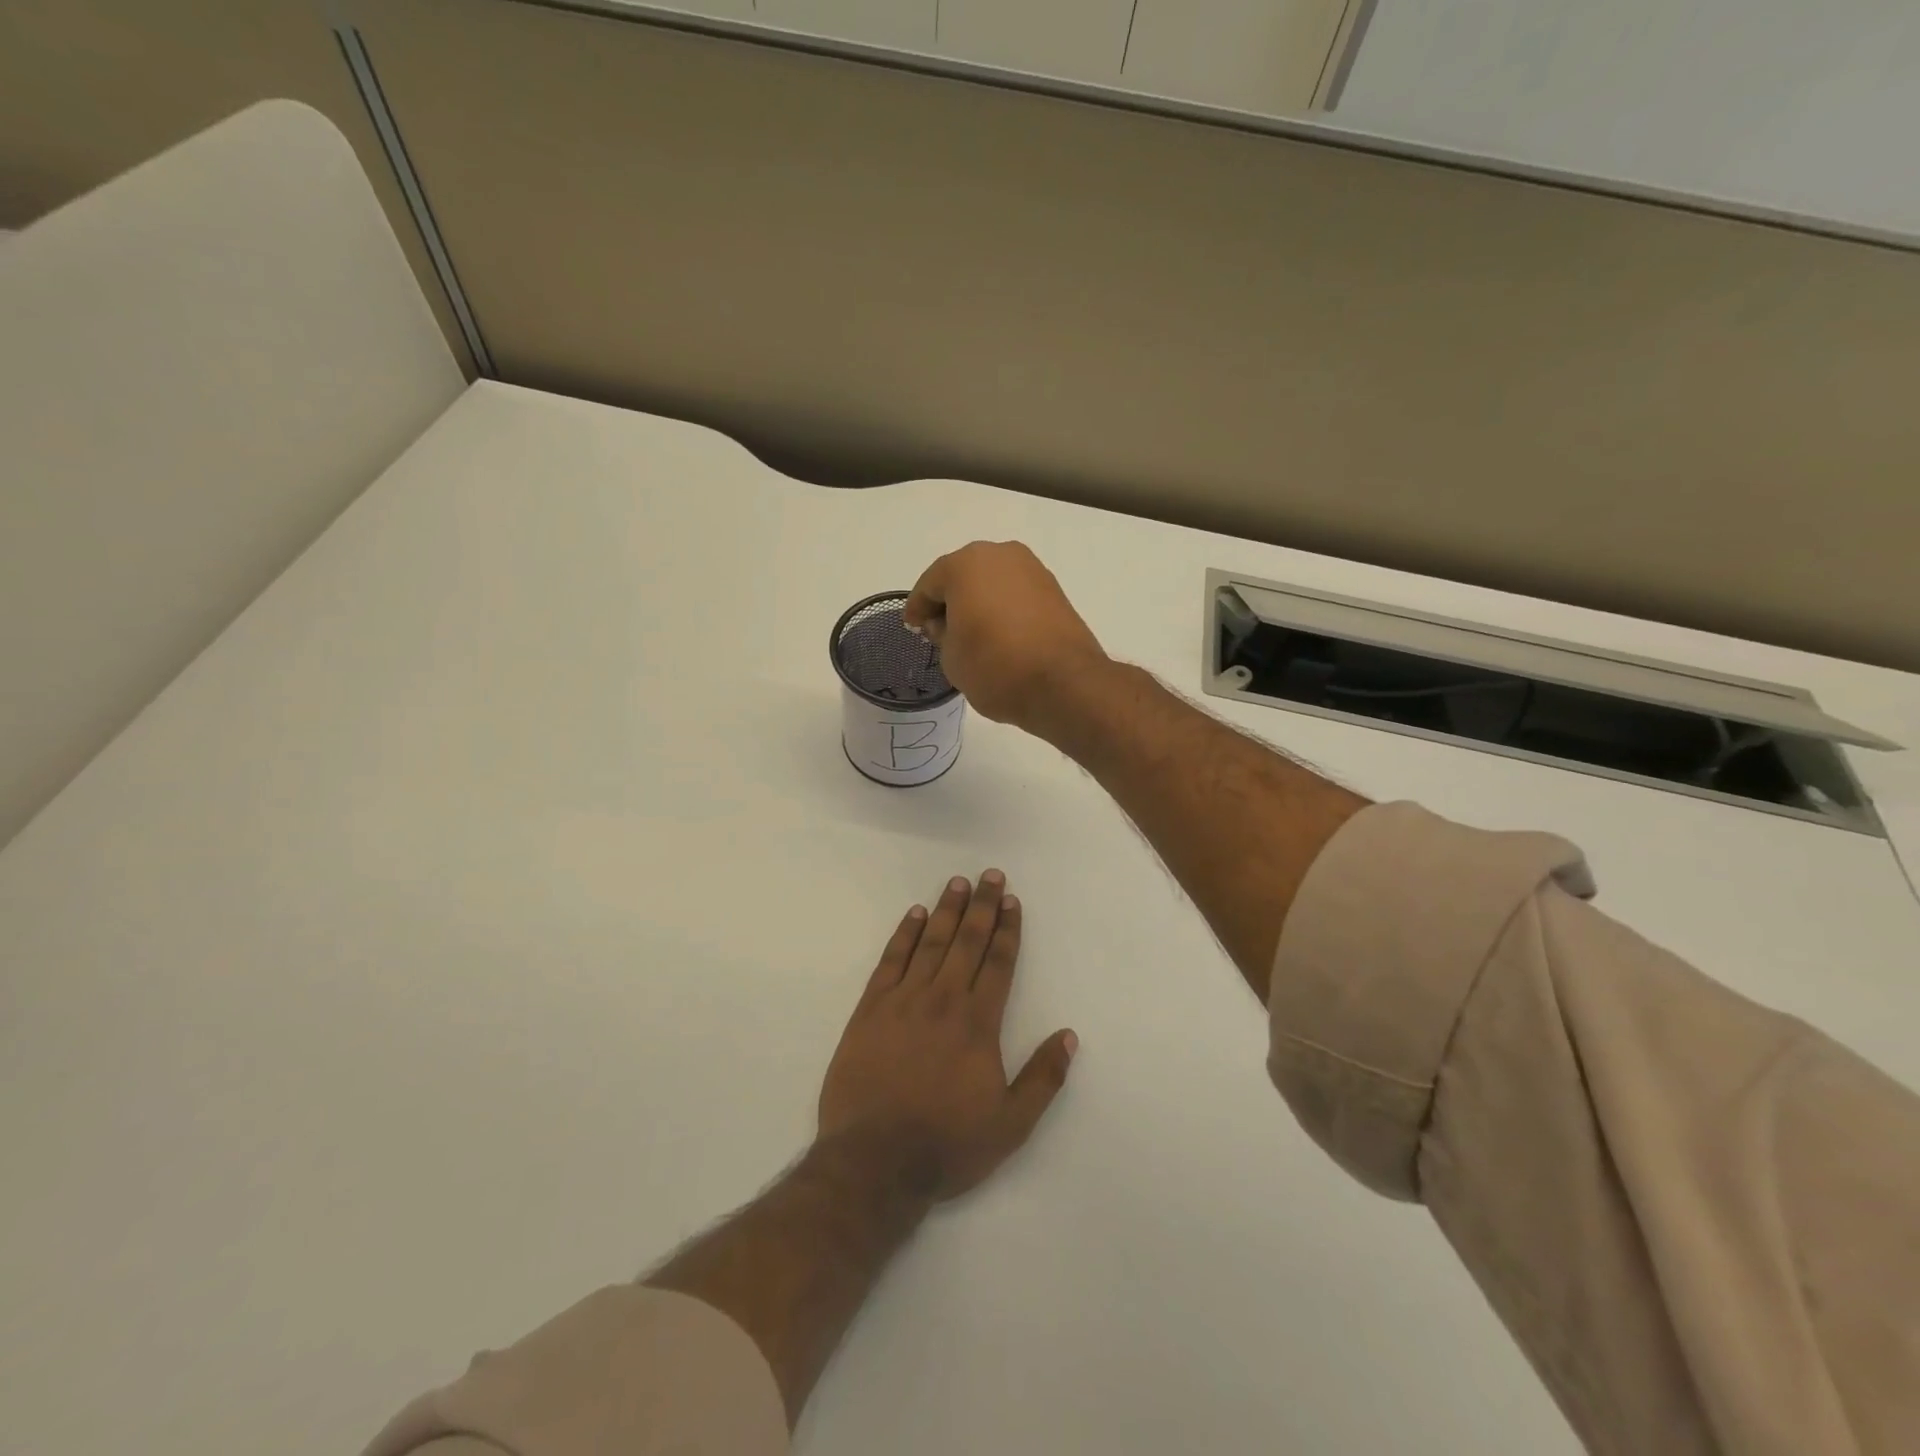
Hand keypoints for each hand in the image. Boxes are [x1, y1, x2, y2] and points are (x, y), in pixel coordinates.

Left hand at [819, 871, 1076, 1199]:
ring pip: (931, 943)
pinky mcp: (870, 1009)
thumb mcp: (1011, 1125)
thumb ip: (1043, 1078)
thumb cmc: (947, 1145)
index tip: (1012, 901)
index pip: (999, 963)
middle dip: (983, 907)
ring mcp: (904, 1001)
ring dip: (947, 910)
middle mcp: (943, 1000)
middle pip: (968, 942)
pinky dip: (904, 934)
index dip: (1008, 930)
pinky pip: (891, 960)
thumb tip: (1068, 1035)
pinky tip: (914, 914)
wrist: (874, 1161)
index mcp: (978, 1023)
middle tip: (990, 875)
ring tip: (958, 883)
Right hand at [903, 541, 1109, 736]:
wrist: (1063, 683)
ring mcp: (1031, 569)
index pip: (930, 585)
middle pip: (962, 576)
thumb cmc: (995, 666)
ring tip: (970, 634)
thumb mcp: (951, 657)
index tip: (912, 627)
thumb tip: (947, 624)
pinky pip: (1015, 594)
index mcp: (965, 564)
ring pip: (991, 583)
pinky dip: (1002, 608)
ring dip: (977, 603)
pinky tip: (998, 634)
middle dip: (949, 601)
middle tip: (939, 630)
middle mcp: (999, 555)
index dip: (917, 608)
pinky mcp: (1054, 589)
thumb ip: (941, 633)